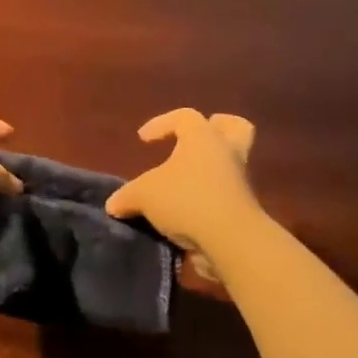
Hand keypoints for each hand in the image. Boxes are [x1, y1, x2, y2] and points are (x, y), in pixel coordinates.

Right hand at [106, 109, 258, 255]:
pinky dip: (209, 199)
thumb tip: (114, 204)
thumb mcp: (144, 196)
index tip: (143, 140)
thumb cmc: (186, 200)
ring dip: (211, 169)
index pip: (184, 117)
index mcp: (203, 138)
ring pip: (231, 163)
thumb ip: (127, 197)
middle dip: (217, 128)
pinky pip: (226, 195)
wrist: (231, 240)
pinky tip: (187, 214)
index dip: (161, 123)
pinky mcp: (243, 209)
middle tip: (194, 140)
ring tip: (184, 184)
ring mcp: (239, 181)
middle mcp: (226, 153)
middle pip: (234, 127)